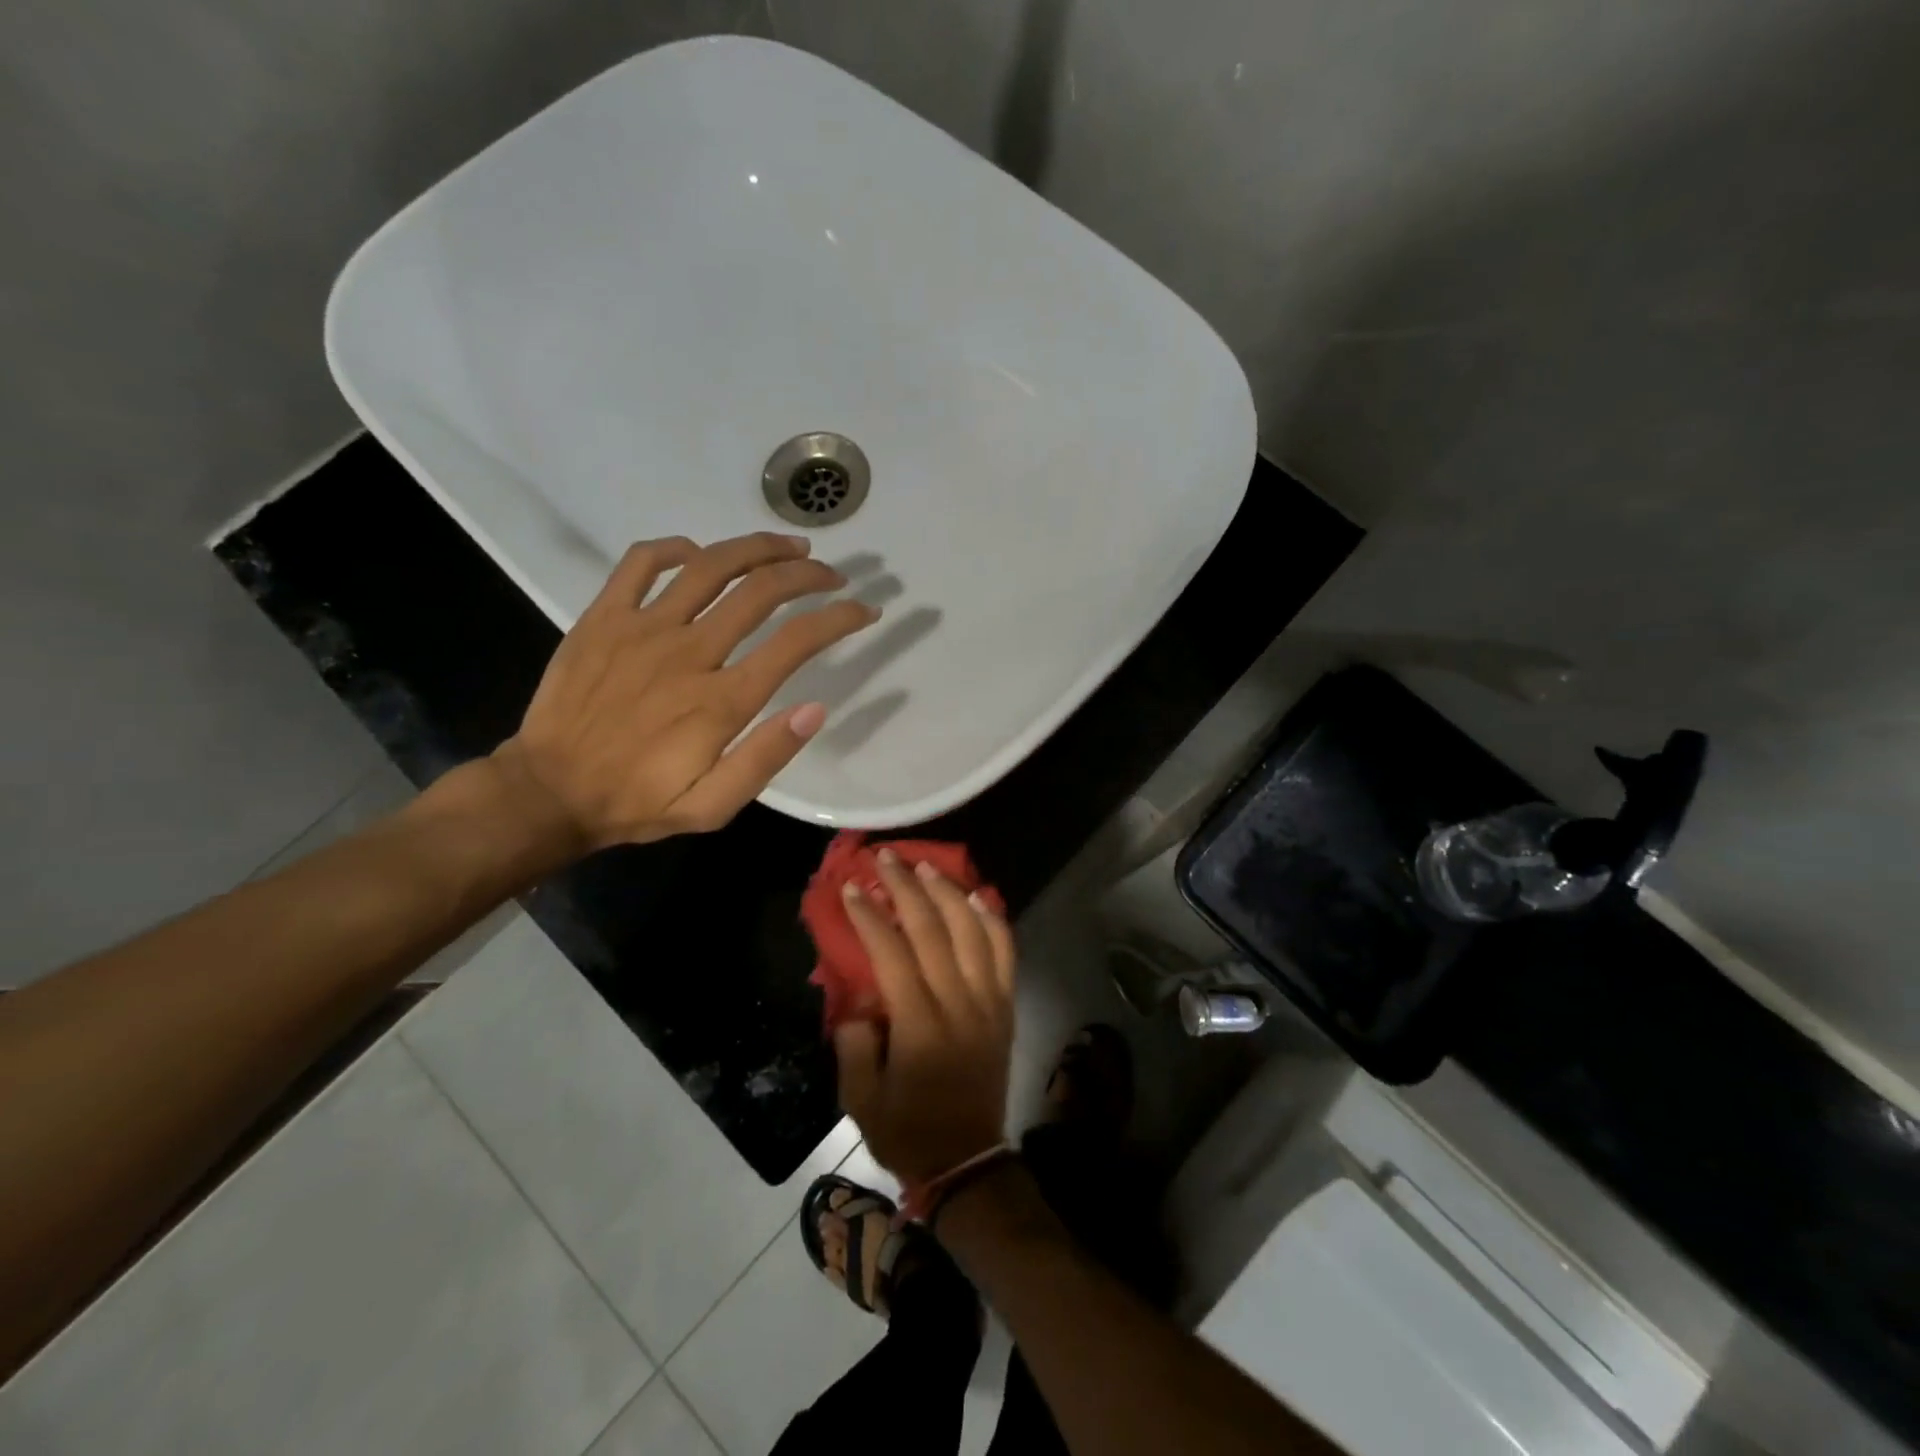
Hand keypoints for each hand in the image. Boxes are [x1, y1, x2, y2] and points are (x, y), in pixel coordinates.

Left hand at [491, 532, 876, 851]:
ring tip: (789, 547)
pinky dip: (674, 548)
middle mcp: (689, 652)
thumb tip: (815, 710)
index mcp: (721, 700)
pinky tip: (698, 554)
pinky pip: (640, 562)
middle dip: (808, 575)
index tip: (865, 610)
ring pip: (711, 565)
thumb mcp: (712, 806)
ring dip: (758, 548)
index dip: (839, 619)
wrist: (548, 792)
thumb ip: (765, 758)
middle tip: (831, 574)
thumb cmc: (638, 801)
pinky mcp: (603, 617)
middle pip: (762, 591)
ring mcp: (642, 628)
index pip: (796, 642)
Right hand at [832, 849, 1016, 1185]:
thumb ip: (855, 1041)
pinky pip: (1004, 952)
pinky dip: (992, 920)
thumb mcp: (860, 1099)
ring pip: (973, 932)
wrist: (968, 1160)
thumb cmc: (907, 1130)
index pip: (893, 954)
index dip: (871, 917)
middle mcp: (959, 1004)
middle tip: (886, 858)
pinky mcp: (1006, 1006)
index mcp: (920, 1027)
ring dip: (948, 893)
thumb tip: (861, 994)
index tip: (853, 888)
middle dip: (907, 888)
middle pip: (933, 931)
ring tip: (926, 867)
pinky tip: (976, 896)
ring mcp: (990, 1002)